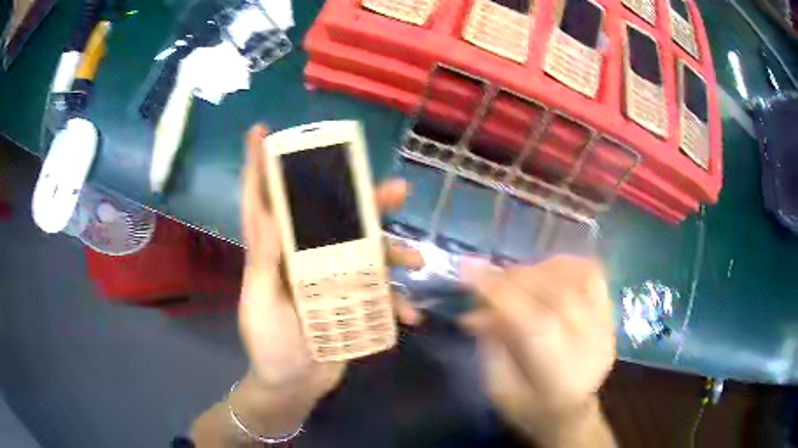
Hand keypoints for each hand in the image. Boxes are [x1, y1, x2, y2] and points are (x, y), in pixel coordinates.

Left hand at [239, 124, 422, 398]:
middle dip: (362, 198)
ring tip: (417, 261)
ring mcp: (331, 278)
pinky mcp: (352, 301)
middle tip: (396, 189)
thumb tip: (264, 211)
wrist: (294, 385)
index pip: (263, 201)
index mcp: (274, 252)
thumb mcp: (259, 304)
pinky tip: (409, 316)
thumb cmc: (269, 345)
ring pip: (365, 249)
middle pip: (331, 215)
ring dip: (394, 251)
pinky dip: (396, 301)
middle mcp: (303, 256)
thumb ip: (262, 262)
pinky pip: (379, 293)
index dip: (258, 165)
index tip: (259, 131)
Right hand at [460, 256, 615, 445]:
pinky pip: (593, 275)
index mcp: (558, 380)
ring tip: (516, 275)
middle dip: (516, 279)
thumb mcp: (498, 388)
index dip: (501, 294)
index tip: (470, 271)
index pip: (534, 325)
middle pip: (557, 297)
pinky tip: (546, 269)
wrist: (570, 413)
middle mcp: (590, 350)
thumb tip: (475, 309)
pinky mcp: (610, 317)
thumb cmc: (528, 408)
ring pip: (577, 279)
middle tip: (489, 277)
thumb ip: (491, 346)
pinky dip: (567, 264)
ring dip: (540, 269)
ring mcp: (605, 330)